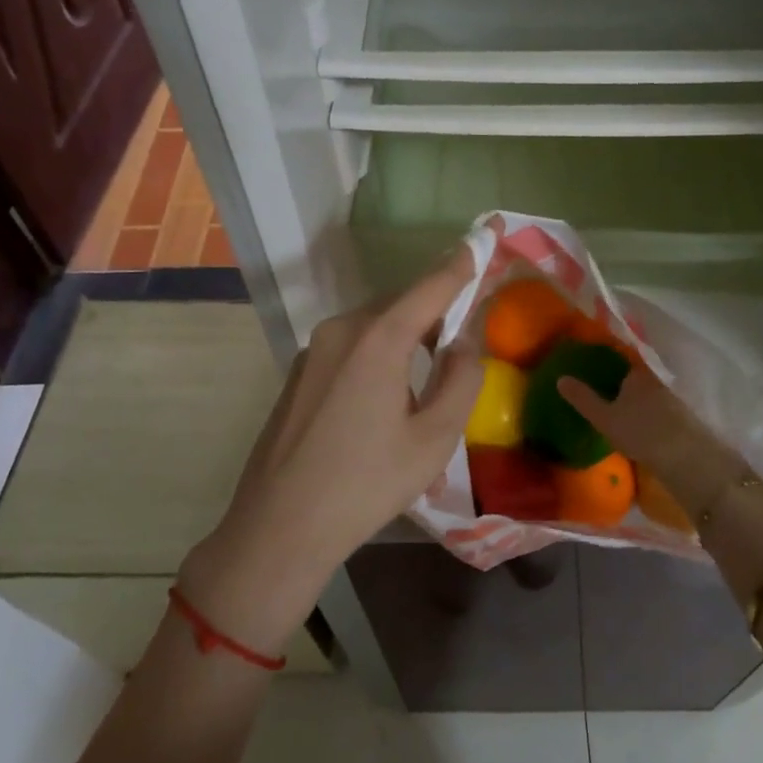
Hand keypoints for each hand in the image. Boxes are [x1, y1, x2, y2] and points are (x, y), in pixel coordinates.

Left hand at [178, 250, 483, 655]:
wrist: (277, 528)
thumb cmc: (365, 485)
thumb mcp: (433, 439)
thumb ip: (462, 379)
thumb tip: (466, 341)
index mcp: (378, 338)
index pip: (432, 286)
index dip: (462, 262)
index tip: (485, 234)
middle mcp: (342, 329)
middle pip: (402, 303)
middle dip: (436, 309)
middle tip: (464, 334)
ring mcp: (315, 348)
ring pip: (375, 324)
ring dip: (407, 335)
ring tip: (428, 376)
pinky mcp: (301, 371)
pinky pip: (352, 345)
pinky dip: (379, 352)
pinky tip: (385, 398)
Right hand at [558, 365, 746, 520]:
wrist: (687, 459)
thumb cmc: (641, 432)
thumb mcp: (604, 418)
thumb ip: (583, 398)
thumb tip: (560, 378)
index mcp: (636, 374)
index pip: (619, 359)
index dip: (606, 361)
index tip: (592, 366)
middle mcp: (655, 381)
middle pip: (633, 377)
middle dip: (620, 382)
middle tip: (601, 389)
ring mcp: (671, 400)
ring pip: (646, 394)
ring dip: (634, 400)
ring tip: (616, 410)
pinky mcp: (681, 420)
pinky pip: (656, 410)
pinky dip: (646, 414)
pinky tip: (638, 426)